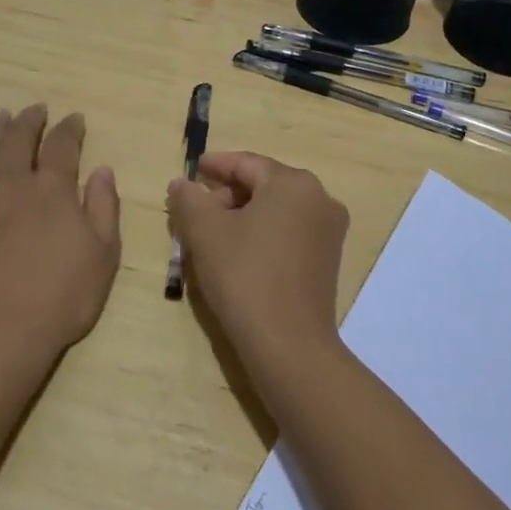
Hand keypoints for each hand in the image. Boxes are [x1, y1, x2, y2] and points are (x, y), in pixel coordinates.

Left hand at [0, 105, 121, 363]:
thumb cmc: (59, 297)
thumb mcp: (103, 256)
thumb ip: (104, 208)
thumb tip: (102, 170)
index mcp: (53, 189)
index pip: (62, 145)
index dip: (69, 129)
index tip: (74, 118)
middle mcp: (14, 183)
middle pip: (20, 138)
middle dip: (30, 120)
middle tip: (36, 108)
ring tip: (2, 116)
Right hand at [167, 151, 348, 375]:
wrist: (289, 346)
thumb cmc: (245, 276)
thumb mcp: (205, 232)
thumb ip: (189, 199)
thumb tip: (182, 183)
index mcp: (293, 183)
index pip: (246, 163)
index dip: (215, 166)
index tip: (191, 172)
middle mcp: (319, 198)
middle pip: (263, 185)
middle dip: (227, 195)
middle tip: (196, 212)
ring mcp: (329, 231)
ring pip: (276, 210)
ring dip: (242, 216)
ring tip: (211, 235)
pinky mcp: (328, 260)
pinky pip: (289, 232)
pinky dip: (262, 234)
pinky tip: (237, 253)